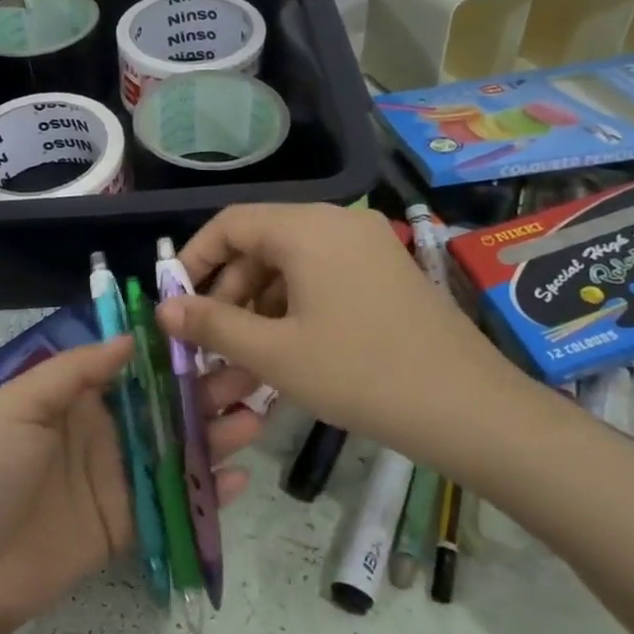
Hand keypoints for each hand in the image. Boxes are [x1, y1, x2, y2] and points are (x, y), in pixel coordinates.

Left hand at [0, 338, 265, 633]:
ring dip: (216, 434)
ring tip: (256, 418)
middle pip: (164, 406)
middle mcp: (104, 432)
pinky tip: (239, 479)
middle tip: (252, 374)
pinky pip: (174, 502)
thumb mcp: (19, 406)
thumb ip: (74, 371)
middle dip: (206, 389)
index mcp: (76, 399)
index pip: (133, 367)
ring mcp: (119, 479)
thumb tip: (130, 340)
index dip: (170, 352)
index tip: (212, 332)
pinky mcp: (128, 523)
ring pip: (178, 450)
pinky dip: (207, 493)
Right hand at [155, 203, 538, 473]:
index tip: (174, 302)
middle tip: (210, 343)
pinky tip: (285, 355)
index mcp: (307, 228)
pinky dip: (292, 311)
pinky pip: (320, 280)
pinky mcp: (384, 274)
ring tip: (242, 361)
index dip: (193, 260)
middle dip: (226, 294)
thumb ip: (212, 324)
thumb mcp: (274, 352)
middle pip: (259, 245)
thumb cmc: (360, 374)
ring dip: (257, 310)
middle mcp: (336, 224)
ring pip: (289, 268)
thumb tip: (164, 308)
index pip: (229, 224)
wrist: (469, 408)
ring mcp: (366, 247)